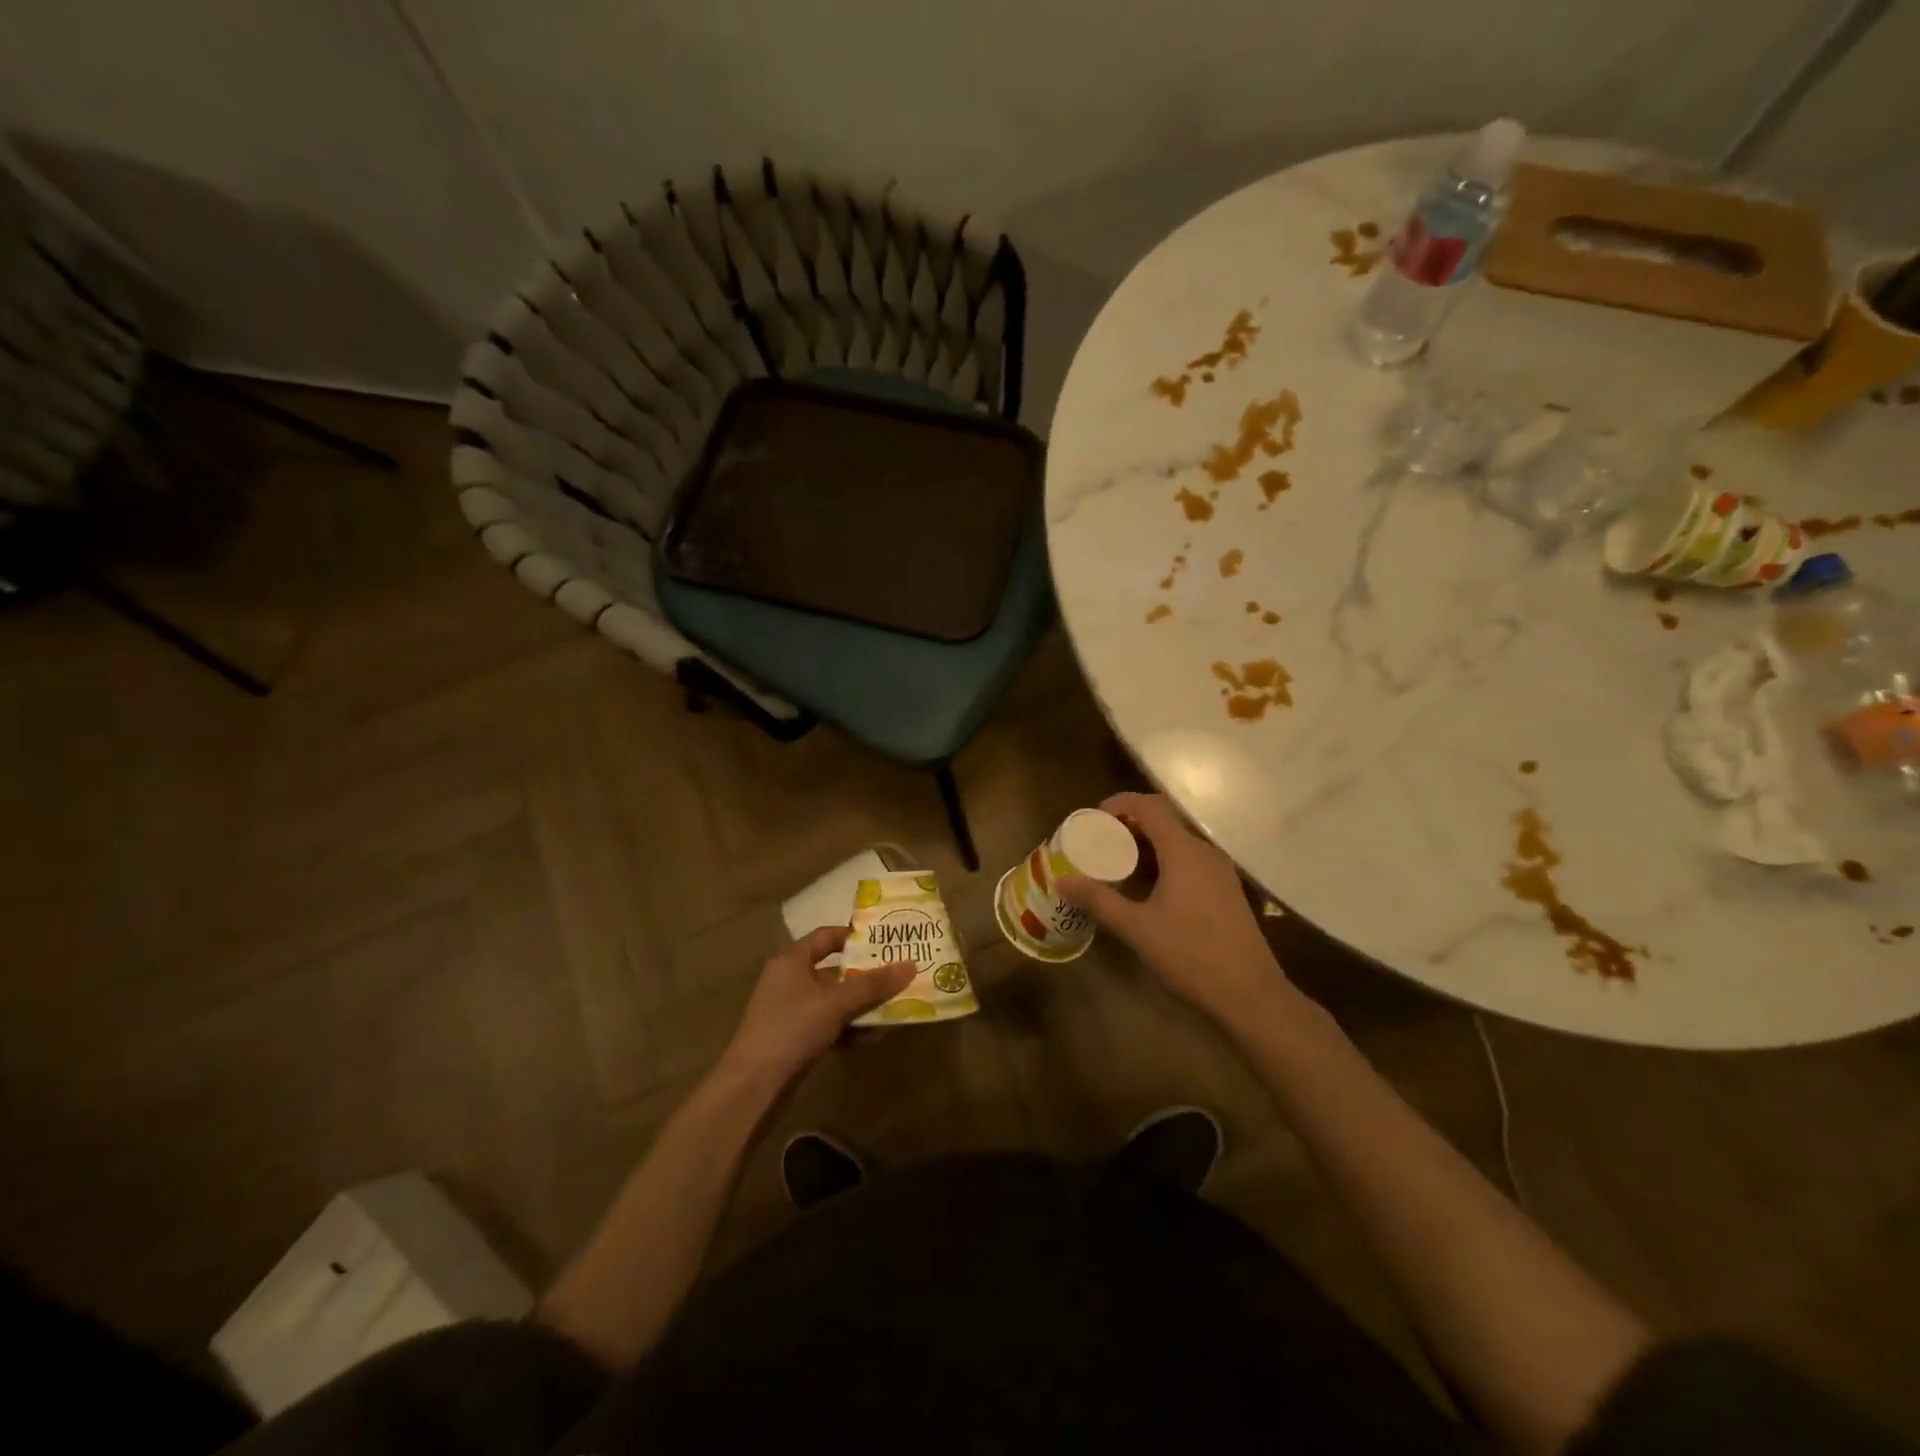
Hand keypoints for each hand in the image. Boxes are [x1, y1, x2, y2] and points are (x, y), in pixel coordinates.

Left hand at [719, 927, 915, 1084]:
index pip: (826, 937)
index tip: (885, 942)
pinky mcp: (795, 1039)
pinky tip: (873, 1036)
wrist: (752, 1087)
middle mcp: (790, 981)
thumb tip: (910, 965)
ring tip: (894, 1006)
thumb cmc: (791, 1029)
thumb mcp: (835, 1003)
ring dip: (861, 1005)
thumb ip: (872, 985)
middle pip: (834, 970)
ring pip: (834, 1000)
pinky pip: (829, 1024)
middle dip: (866, 974)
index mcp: (792, 961)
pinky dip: (849, 1028)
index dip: (854, 936)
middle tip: (898, 974)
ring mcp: (792, 1012)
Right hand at [1059, 791, 1288, 1021]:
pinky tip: (1146, 890)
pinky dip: (1163, 862)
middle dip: (1128, 826)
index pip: (1149, 806)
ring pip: (1177, 842)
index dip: (1119, 804)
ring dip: (1145, 845)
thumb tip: (1062, 882)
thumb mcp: (1137, 928)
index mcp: (1184, 851)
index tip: (1093, 821)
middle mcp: (1204, 852)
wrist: (1250, 995)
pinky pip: (1188, 861)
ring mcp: (1218, 872)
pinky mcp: (1224, 891)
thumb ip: (1099, 900)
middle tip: (1099, 844)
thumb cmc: (1191, 955)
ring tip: (1116, 866)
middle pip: (1163, 820)